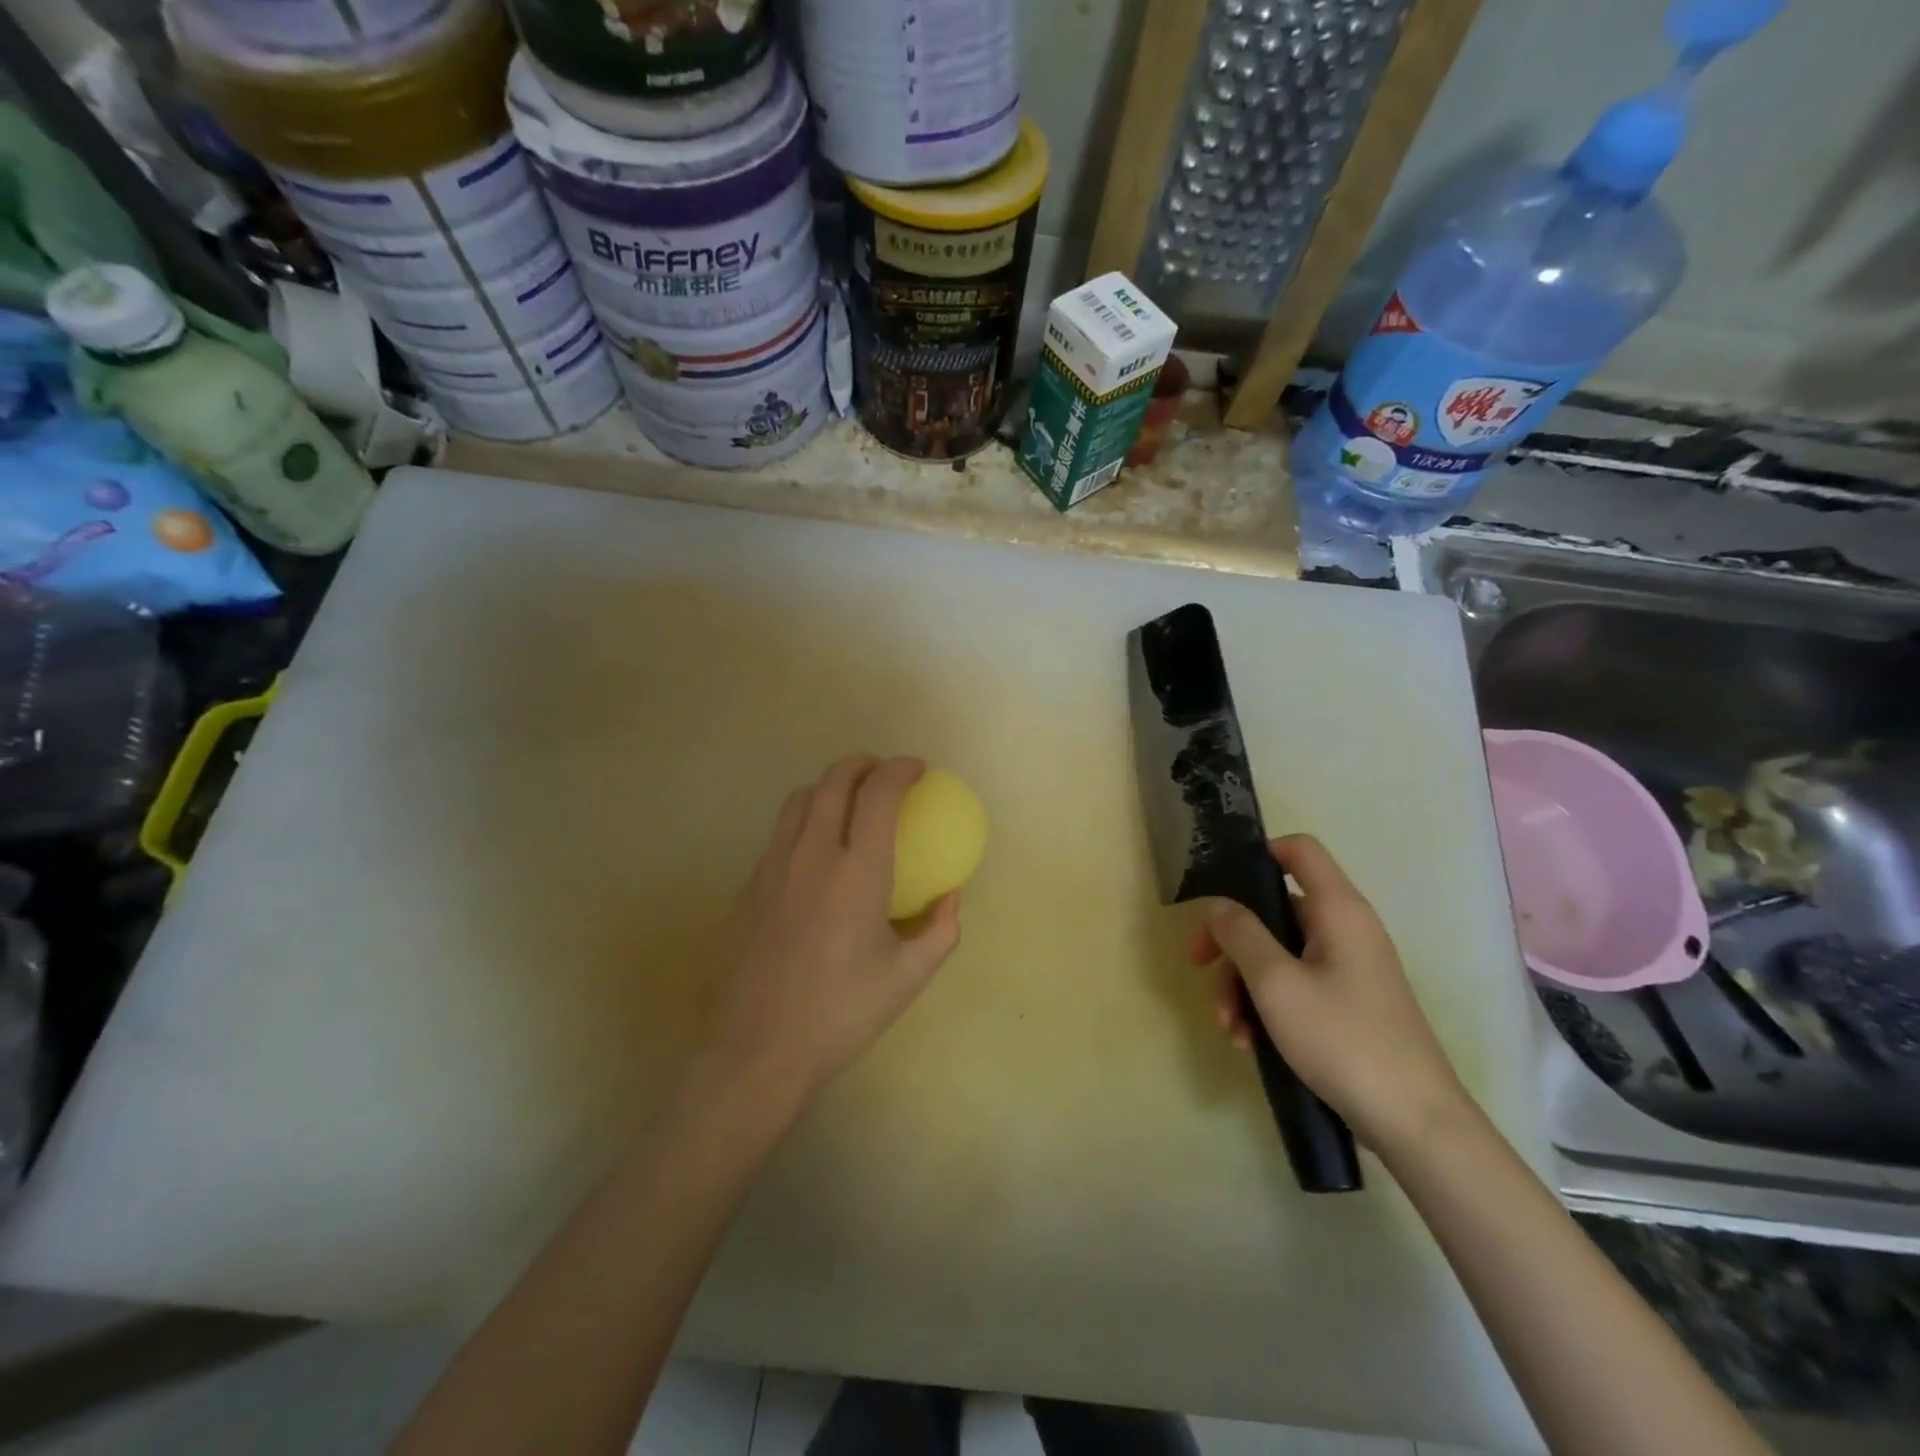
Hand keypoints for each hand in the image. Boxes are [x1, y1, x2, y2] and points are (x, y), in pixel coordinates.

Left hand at [708, 756, 962, 1108]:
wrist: (759, 1050)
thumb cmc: (842, 1013)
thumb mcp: (908, 977)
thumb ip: (940, 930)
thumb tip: (951, 899)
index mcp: (857, 872)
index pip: (878, 794)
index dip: (900, 769)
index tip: (917, 770)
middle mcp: (812, 855)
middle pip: (833, 781)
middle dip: (862, 764)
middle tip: (882, 774)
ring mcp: (773, 868)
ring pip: (799, 800)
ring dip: (828, 786)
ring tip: (848, 801)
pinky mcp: (748, 887)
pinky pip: (779, 833)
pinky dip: (804, 819)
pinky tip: (816, 852)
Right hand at [1189, 834, 1470, 1155]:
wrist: (1415, 1124)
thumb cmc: (1342, 1039)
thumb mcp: (1276, 983)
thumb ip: (1240, 934)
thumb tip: (1219, 906)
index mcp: (1338, 911)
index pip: (1299, 850)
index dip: (1258, 854)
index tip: (1219, 888)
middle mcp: (1347, 930)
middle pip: (1276, 911)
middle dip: (1234, 944)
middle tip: (1201, 971)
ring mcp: (1350, 970)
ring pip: (1280, 955)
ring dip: (1244, 985)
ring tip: (1230, 1028)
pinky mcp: (1349, 1005)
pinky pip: (1297, 987)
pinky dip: (1268, 1007)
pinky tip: (1250, 1044)